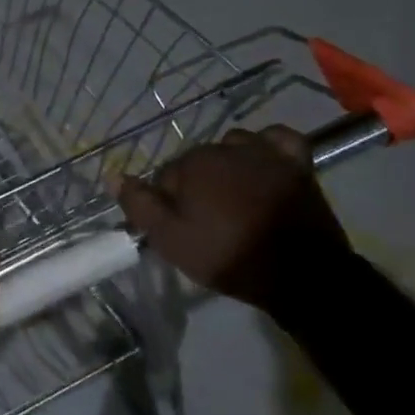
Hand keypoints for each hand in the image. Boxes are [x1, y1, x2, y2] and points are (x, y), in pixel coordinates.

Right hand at [118, 125, 348, 314]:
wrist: (302, 275)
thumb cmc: (229, 256)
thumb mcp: (172, 241)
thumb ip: (139, 205)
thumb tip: (113, 175)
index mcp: (191, 164)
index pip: (166, 176)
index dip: (169, 203)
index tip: (180, 228)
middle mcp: (223, 147)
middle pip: (198, 161)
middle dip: (197, 185)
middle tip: (208, 221)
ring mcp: (263, 152)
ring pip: (233, 147)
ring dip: (229, 165)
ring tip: (236, 197)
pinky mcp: (296, 162)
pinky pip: (278, 139)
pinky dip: (269, 147)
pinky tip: (265, 163)